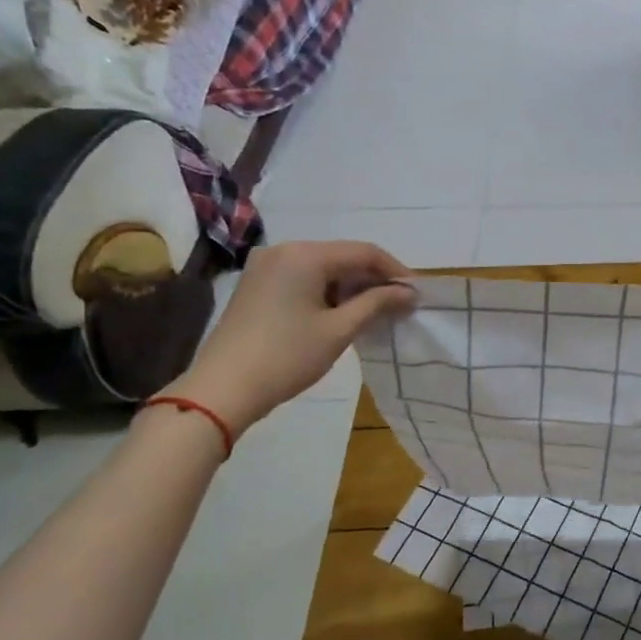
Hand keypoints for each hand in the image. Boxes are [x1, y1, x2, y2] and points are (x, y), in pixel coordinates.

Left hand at [165, 240, 414, 433]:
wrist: (223, 388)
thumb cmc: (287, 356)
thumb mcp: (339, 330)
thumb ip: (377, 304)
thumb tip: (410, 292)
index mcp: (305, 254)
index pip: (364, 252)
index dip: (395, 271)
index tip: (417, 294)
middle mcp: (284, 250)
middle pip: (343, 257)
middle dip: (374, 280)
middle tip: (400, 306)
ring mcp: (266, 267)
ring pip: (324, 269)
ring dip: (352, 288)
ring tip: (377, 314)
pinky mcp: (258, 286)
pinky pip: (304, 279)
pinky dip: (328, 293)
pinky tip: (344, 315)